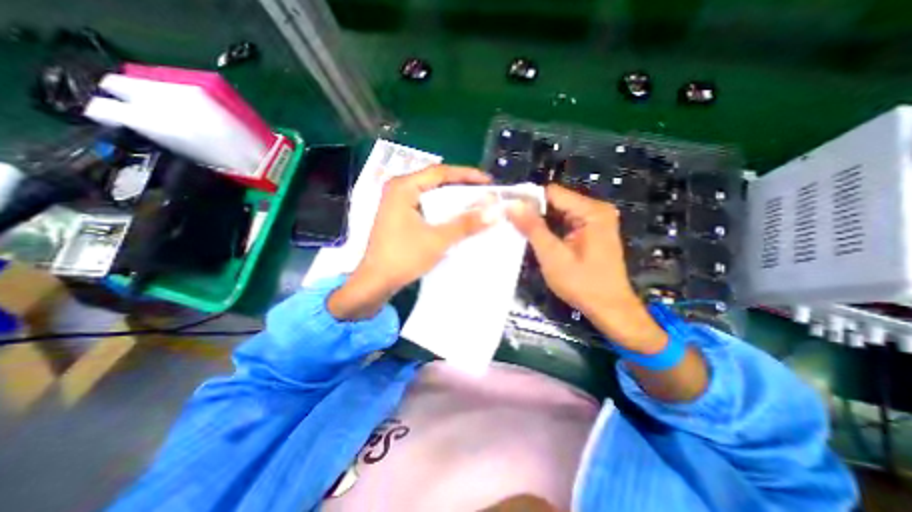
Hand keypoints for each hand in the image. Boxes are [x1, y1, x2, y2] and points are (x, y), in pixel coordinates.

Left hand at [330, 164, 491, 319]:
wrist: (376, 282)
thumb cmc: (403, 257)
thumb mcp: (438, 239)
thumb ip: (466, 224)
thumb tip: (494, 212)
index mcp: (403, 187)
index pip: (440, 172)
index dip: (467, 175)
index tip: (488, 182)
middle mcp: (398, 189)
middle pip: (436, 182)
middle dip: (461, 187)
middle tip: (484, 193)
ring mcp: (397, 203)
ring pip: (431, 194)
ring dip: (452, 199)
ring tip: (475, 204)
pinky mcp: (399, 216)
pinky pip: (426, 206)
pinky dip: (442, 210)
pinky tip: (456, 217)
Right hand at [506, 183, 664, 355]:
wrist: (610, 309)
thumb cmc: (582, 284)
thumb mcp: (552, 255)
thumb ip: (532, 228)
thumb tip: (512, 204)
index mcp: (591, 211)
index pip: (552, 193)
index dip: (527, 199)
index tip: (506, 209)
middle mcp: (596, 210)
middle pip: (556, 201)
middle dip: (533, 212)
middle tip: (509, 222)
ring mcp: (595, 220)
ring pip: (558, 212)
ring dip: (539, 221)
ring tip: (517, 229)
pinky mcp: (592, 231)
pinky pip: (565, 222)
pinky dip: (549, 229)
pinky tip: (535, 237)